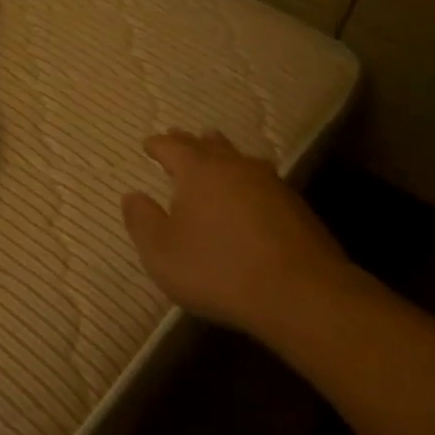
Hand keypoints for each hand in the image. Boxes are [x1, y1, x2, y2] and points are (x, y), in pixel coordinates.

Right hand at [122, 130, 356, 332]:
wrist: (301, 293)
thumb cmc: (218, 269)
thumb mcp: (162, 253)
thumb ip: (142, 221)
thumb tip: (133, 196)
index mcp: (198, 171)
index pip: (173, 146)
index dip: (158, 145)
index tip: (148, 145)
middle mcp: (235, 167)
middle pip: (210, 145)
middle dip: (191, 143)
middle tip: (180, 141)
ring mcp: (271, 184)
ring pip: (241, 159)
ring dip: (225, 157)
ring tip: (217, 160)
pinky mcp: (297, 208)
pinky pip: (263, 183)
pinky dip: (248, 184)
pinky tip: (250, 198)